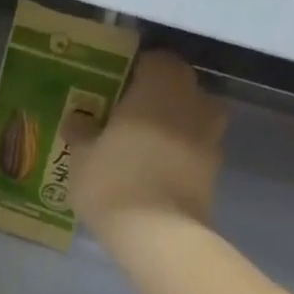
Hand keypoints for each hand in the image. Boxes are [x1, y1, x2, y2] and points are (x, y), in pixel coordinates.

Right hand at [73, 49, 225, 244]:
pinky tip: (154, 173)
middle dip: (155, 99)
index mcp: (161, 84)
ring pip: (190, 119)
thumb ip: (81, 132)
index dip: (135, 72)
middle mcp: (194, 100)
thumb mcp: (81, 157)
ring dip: (171, 127)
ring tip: (141, 148)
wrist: (157, 232)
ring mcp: (211, 135)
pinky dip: (179, 155)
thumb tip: (77, 120)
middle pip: (177, 88)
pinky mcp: (216, 169)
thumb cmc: (113, 181)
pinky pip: (194, 149)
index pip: (154, 60)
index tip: (115, 90)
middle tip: (125, 119)